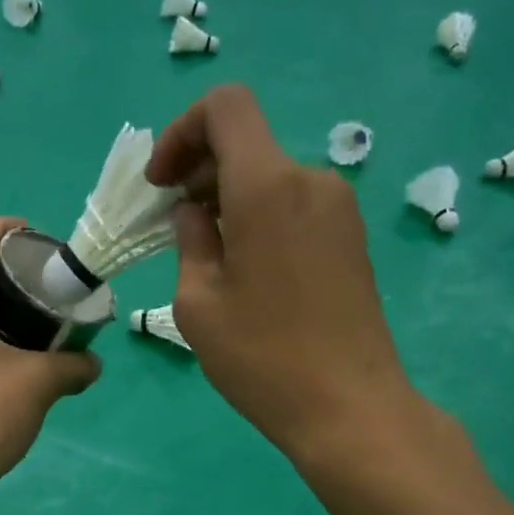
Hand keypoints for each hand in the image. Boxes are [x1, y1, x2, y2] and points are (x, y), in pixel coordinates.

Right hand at [147, 85, 422, 462]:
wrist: (349, 407)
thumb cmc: (262, 358)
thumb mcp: (198, 303)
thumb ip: (190, 241)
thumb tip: (194, 213)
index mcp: (268, 186)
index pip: (226, 108)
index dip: (182, 132)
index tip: (162, 184)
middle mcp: (311, 180)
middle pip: (247, 144)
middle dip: (200, 172)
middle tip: (173, 228)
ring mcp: (339, 209)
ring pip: (271, 177)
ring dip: (229, 199)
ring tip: (209, 257)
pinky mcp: (351, 238)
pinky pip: (295, 205)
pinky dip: (260, 217)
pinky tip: (248, 270)